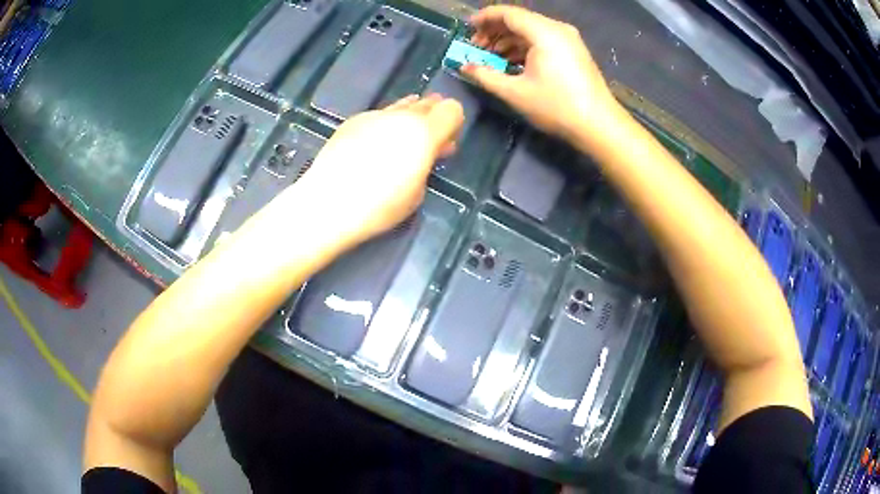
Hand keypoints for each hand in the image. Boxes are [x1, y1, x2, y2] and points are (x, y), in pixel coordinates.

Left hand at [294, 95, 463, 246]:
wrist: (328, 203)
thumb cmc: (379, 206)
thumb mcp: (417, 192)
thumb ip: (427, 164)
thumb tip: (428, 152)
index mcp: (424, 133)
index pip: (452, 109)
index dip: (453, 123)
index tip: (446, 142)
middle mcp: (401, 116)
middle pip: (428, 103)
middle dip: (432, 118)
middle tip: (428, 141)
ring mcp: (374, 115)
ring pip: (402, 106)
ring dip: (409, 119)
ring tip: (402, 141)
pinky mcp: (353, 121)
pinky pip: (379, 115)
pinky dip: (384, 125)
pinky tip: (373, 146)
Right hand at [462, 6, 618, 142]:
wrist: (599, 124)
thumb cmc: (556, 107)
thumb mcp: (515, 92)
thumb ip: (486, 76)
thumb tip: (464, 67)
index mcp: (544, 32)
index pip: (508, 13)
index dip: (484, 17)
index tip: (467, 28)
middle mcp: (557, 29)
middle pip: (519, 20)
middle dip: (495, 30)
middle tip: (476, 47)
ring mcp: (568, 39)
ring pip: (531, 30)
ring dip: (509, 40)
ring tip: (491, 57)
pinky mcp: (574, 50)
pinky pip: (543, 39)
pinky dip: (525, 46)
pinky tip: (513, 62)